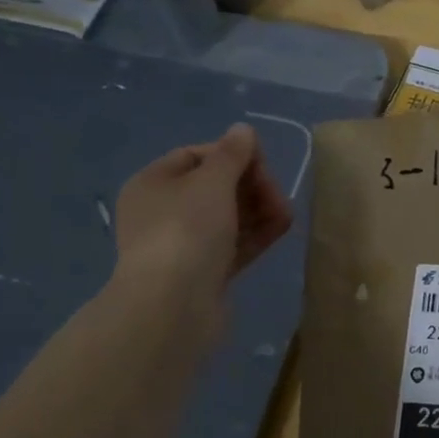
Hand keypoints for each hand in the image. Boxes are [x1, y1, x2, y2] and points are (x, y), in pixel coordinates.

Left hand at [110, 124, 290, 305]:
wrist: (172, 307)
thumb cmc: (186, 231)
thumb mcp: (212, 181)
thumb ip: (232, 154)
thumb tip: (242, 130)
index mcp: (153, 183)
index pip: (197, 155)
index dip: (232, 154)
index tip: (261, 164)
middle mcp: (163, 211)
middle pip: (216, 187)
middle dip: (252, 186)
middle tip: (277, 195)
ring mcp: (183, 245)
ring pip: (228, 217)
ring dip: (259, 210)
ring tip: (285, 214)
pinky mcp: (203, 273)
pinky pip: (233, 245)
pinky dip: (256, 235)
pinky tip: (281, 228)